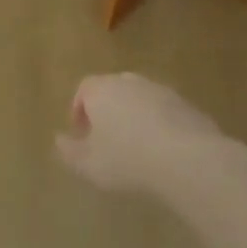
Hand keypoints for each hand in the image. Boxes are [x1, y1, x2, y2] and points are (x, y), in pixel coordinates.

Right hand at [55, 73, 230, 195]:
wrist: (187, 158)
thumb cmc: (127, 160)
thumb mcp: (89, 165)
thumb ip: (70, 152)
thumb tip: (59, 140)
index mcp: (102, 90)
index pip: (84, 88)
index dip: (79, 109)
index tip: (81, 133)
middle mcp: (130, 82)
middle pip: (113, 89)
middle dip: (107, 110)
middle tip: (106, 138)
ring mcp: (161, 90)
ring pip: (140, 98)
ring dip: (134, 116)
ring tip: (136, 146)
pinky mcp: (186, 104)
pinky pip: (164, 110)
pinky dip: (158, 123)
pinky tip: (162, 150)